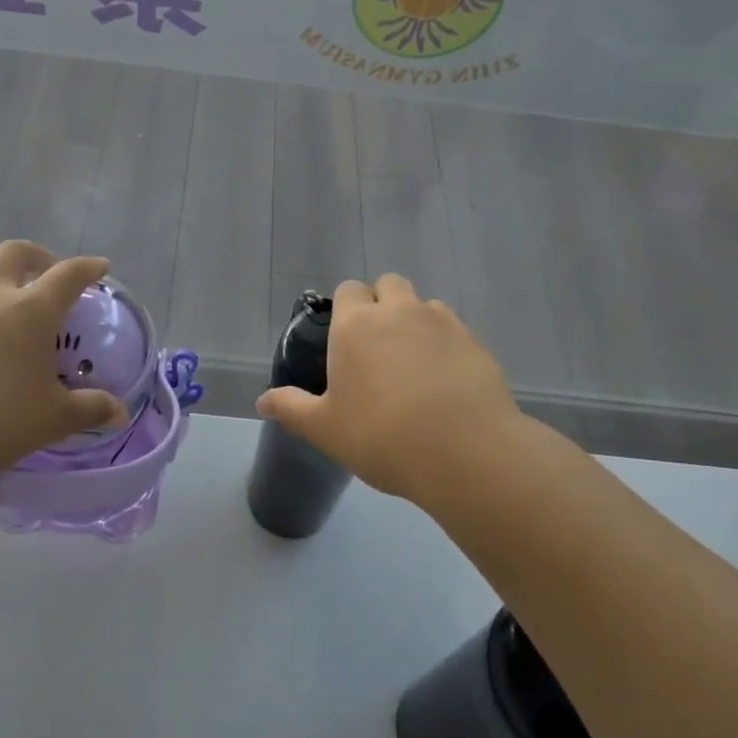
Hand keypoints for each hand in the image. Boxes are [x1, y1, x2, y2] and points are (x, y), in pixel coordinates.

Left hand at [0, 241, 128, 486]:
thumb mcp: (52, 419)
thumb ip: (89, 410)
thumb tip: (118, 413)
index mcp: (30, 310)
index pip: (67, 274)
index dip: (87, 268)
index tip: (100, 267)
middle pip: (14, 254)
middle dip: (36, 257)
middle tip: (47, 277)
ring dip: (0, 293)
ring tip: (10, 329)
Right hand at [255, 275, 524, 504]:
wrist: (465, 452)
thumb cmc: (382, 437)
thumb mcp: (325, 429)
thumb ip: (292, 408)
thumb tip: (262, 400)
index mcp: (356, 325)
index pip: (348, 290)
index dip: (346, 309)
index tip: (346, 341)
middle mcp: (398, 311)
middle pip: (388, 284)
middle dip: (383, 304)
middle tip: (378, 348)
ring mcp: (441, 322)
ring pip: (423, 304)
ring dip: (415, 321)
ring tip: (415, 364)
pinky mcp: (475, 341)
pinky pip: (453, 328)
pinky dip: (445, 343)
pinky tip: (445, 378)